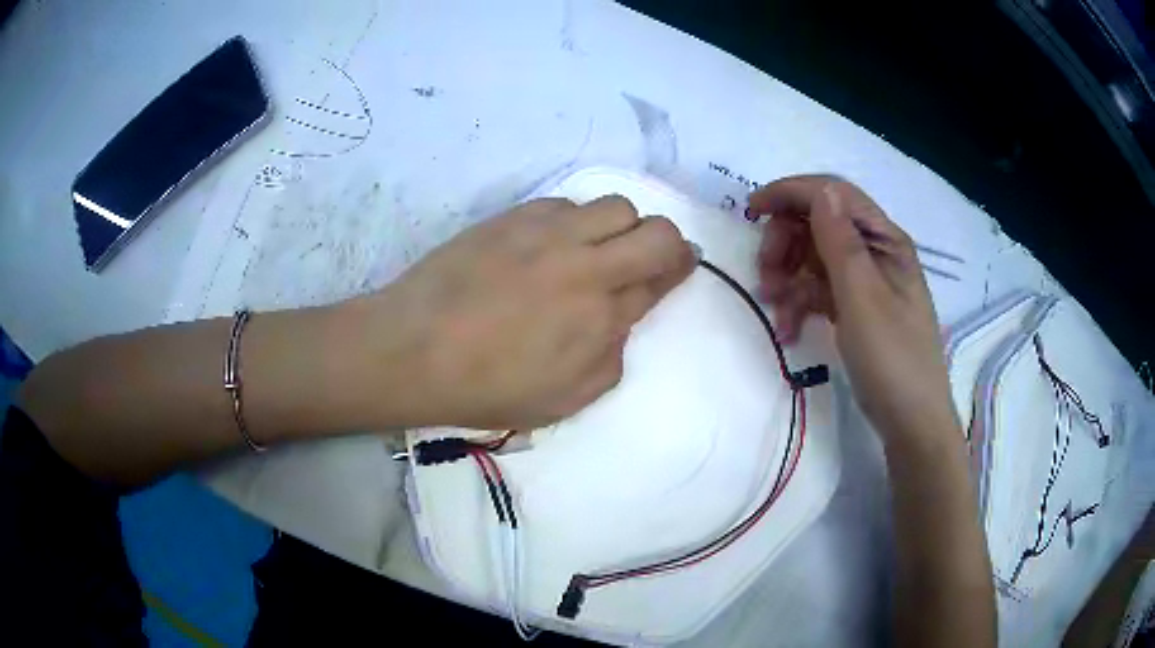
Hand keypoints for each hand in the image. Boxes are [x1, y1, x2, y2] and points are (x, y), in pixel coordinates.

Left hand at [342, 196, 694, 430]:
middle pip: (655, 231)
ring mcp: (547, 234)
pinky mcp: (513, 217)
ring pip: (615, 206)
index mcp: (600, 317)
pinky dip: (575, 220)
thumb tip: (621, 319)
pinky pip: (566, 203)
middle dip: (669, 242)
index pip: (663, 276)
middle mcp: (584, 266)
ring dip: (621, 226)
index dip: (680, 267)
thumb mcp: (565, 399)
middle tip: (656, 254)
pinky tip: (553, 242)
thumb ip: (610, 357)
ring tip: (598, 246)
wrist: (413, 349)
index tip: (682, 263)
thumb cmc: (487, 387)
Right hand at [749, 176, 958, 442]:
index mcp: (884, 240)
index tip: (751, 210)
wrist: (911, 422)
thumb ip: (840, 242)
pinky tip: (789, 331)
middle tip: (766, 277)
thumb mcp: (863, 299)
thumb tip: (821, 190)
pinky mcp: (856, 308)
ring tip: (777, 312)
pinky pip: (820, 290)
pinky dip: (800, 304)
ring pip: (814, 259)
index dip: (791, 193)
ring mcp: (865, 282)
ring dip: (789, 278)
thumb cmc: (892, 359)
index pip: (834, 195)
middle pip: (819, 224)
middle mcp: (875, 253)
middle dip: (786, 244)